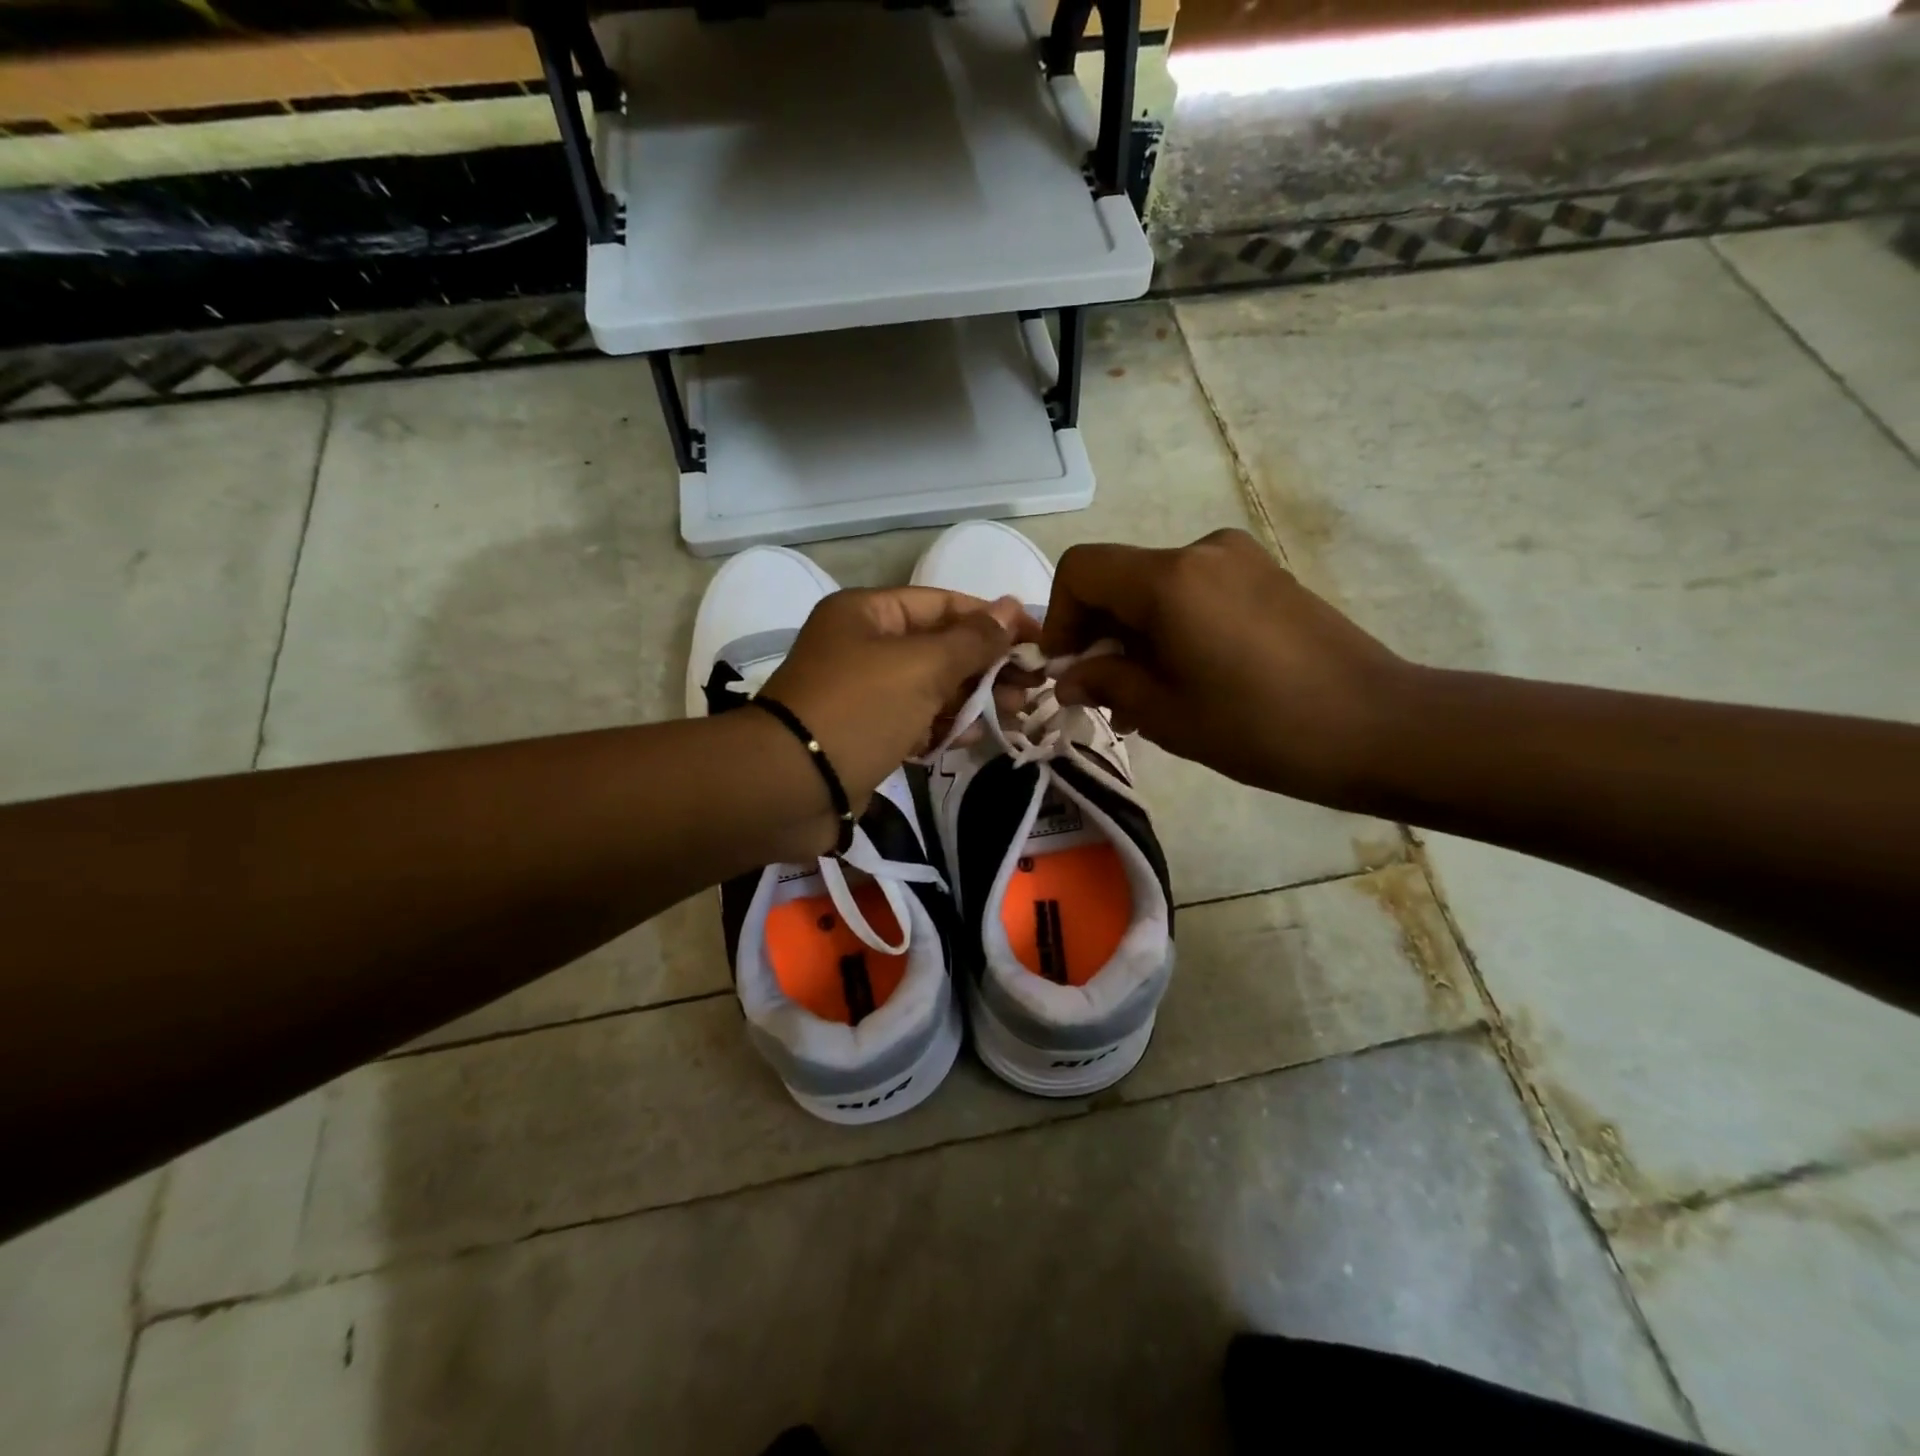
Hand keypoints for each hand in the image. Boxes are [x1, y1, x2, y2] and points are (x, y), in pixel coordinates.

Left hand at [761, 587, 1037, 816]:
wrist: (790, 786)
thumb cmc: (859, 710)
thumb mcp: (922, 666)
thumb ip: (973, 639)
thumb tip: (1014, 607)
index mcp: (869, 613)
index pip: (945, 604)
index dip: (995, 620)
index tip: (1039, 642)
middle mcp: (865, 646)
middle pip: (941, 647)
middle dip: (990, 665)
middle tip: (1035, 687)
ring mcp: (864, 693)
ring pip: (932, 688)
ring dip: (975, 698)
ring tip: (1019, 713)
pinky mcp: (867, 734)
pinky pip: (917, 722)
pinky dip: (946, 727)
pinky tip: (979, 736)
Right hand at [1041, 529, 1410, 805]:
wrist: (1380, 727)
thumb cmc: (1260, 727)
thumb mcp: (1166, 713)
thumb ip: (1106, 683)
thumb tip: (1069, 675)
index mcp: (1169, 579)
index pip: (1081, 569)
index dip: (1058, 617)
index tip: (1065, 668)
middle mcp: (1202, 552)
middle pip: (1120, 578)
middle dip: (1098, 634)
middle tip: (1101, 695)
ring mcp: (1241, 561)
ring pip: (1158, 589)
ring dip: (1136, 636)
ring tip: (1143, 698)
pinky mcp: (1268, 578)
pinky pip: (1196, 594)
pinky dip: (1173, 629)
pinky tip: (1186, 679)